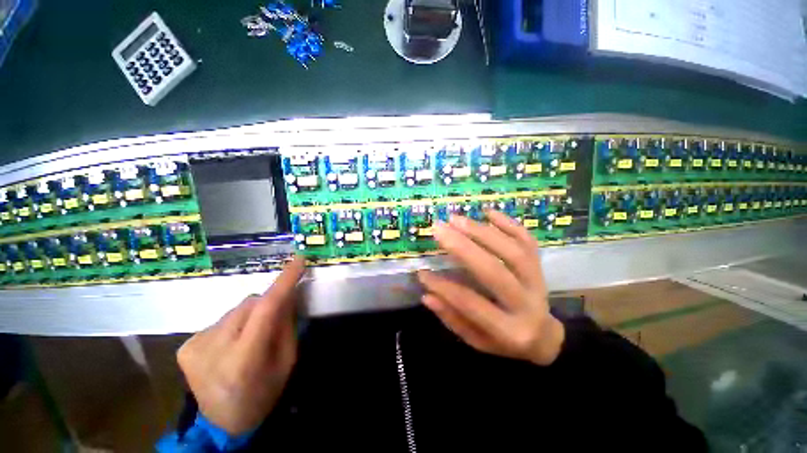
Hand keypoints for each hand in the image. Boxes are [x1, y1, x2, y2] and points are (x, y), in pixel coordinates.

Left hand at [177, 257, 305, 434]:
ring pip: (235, 310)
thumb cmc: (263, 393)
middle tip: (274, 320)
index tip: (297, 260)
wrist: (222, 423)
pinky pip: (221, 320)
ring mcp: (195, 346)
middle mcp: (214, 349)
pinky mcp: (186, 346)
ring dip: (250, 316)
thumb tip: (288, 295)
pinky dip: (233, 325)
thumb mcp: (287, 361)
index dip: (283, 281)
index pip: (266, 308)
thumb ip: (287, 325)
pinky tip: (231, 344)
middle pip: (250, 304)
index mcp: (244, 360)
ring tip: (250, 337)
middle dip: (267, 305)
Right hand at [418, 211, 564, 365]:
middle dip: (463, 247)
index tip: (422, 273)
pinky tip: (487, 211)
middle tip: (438, 229)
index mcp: (509, 331)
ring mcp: (537, 281)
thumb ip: (453, 318)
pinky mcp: (540, 266)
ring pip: (512, 251)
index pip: (471, 304)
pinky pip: (527, 240)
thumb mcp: (477, 340)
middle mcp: (526, 304)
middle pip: (494, 271)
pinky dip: (507, 223)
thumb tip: (427, 295)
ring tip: (456, 219)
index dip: (444, 288)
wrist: (545, 336)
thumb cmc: (505, 341)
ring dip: (481, 231)